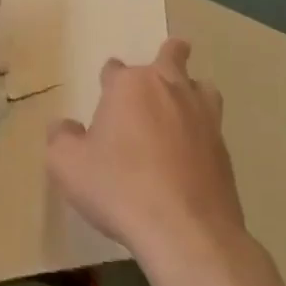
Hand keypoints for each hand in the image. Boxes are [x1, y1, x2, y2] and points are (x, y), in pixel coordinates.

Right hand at [46, 39, 247, 272]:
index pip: (115, 68)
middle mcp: (170, 90)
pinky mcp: (224, 149)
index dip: (108, 78)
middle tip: (160, 66)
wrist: (185, 230)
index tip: (104, 91)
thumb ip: (61, 138)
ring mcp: (204, 118)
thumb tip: (65, 126)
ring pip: (201, 87)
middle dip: (167, 55)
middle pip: (173, 56)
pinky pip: (211, 125)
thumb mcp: (66, 164)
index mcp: (130, 86)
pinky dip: (199, 129)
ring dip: (190, 89)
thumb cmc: (117, 187)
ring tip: (180, 105)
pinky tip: (188, 149)